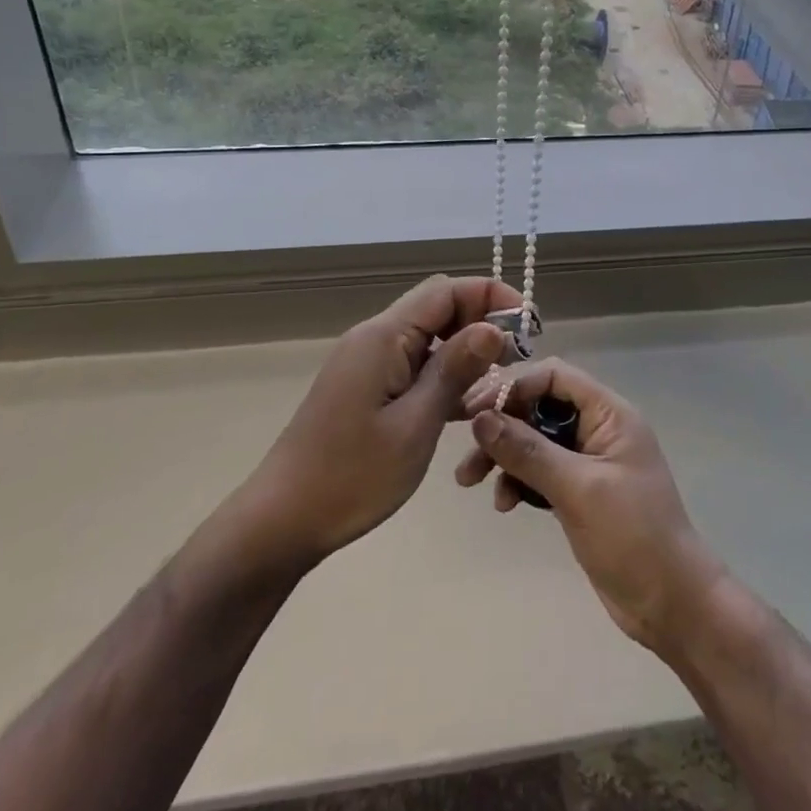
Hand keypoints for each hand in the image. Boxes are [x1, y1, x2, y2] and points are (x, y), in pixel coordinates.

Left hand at [243, 276, 521, 566]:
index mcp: (384, 336)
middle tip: (517, 358)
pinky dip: (443, 376)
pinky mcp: (366, 387)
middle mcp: (375, 338)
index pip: (445, 291)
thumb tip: (494, 327)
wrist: (282, 519)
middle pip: (437, 308)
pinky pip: (413, 365)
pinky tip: (467, 408)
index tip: (528, 325)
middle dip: (481, 322)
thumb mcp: (415, 425)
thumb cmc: (351, 476)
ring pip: (428, 338)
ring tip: (499, 384)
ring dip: (464, 352)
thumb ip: (455, 371)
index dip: (491, 296)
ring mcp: (368, 363)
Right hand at [456, 359, 724, 650]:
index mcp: (609, 414)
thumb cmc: (633, 536)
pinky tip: (503, 504)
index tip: (475, 410)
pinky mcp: (578, 492)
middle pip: (538, 406)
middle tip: (464, 442)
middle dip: (500, 423)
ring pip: (534, 440)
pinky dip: (517, 481)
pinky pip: (538, 471)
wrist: (672, 605)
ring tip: (467, 480)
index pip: (553, 376)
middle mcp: (597, 428)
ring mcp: (587, 461)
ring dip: (501, 455)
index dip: (513, 385)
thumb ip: (528, 451)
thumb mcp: (578, 489)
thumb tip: (481, 419)